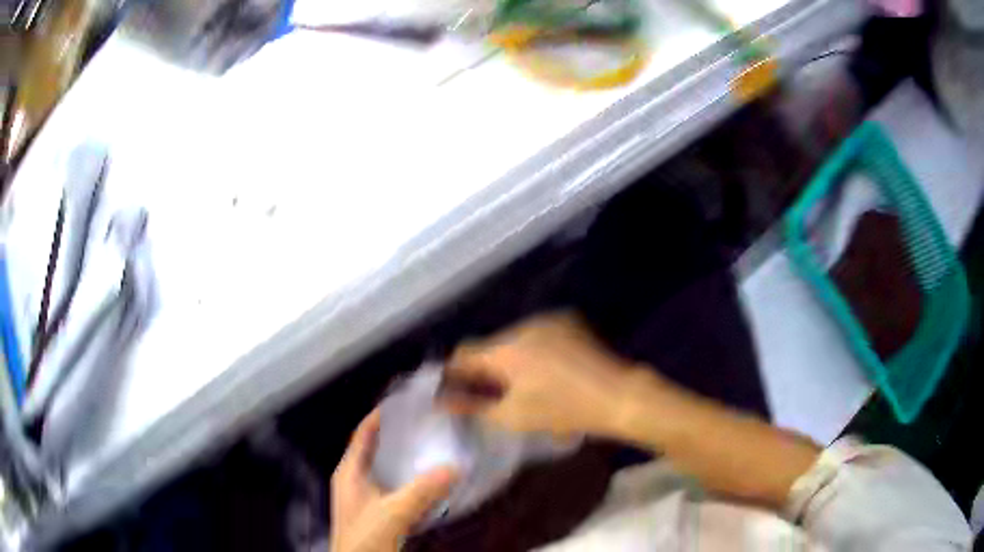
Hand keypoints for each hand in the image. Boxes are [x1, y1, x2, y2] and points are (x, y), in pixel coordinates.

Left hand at [330, 409, 458, 551]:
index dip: (379, 416)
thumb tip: (454, 468)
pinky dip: (411, 483)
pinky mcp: (377, 514)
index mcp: (349, 473)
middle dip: (399, 438)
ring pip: (387, 471)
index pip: (362, 434)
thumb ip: (422, 491)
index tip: (403, 403)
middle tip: (426, 426)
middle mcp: (355, 482)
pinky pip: (395, 490)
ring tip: (433, 450)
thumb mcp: (393, 512)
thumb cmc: (364, 539)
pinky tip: (430, 485)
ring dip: (407, 462)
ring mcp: (365, 499)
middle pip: (376, 450)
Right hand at [443, 313, 651, 437]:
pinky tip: (545, 370)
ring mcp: (548, 320)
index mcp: (505, 349)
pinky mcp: (568, 321)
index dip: (454, 372)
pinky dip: (532, 349)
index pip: (464, 354)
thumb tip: (443, 400)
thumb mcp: (513, 416)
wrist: (617, 395)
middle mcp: (522, 326)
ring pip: (514, 339)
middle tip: (489, 392)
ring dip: (509, 358)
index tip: (454, 390)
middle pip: (490, 345)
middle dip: (484, 367)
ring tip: (520, 383)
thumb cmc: (562, 410)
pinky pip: (537, 334)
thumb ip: (473, 406)